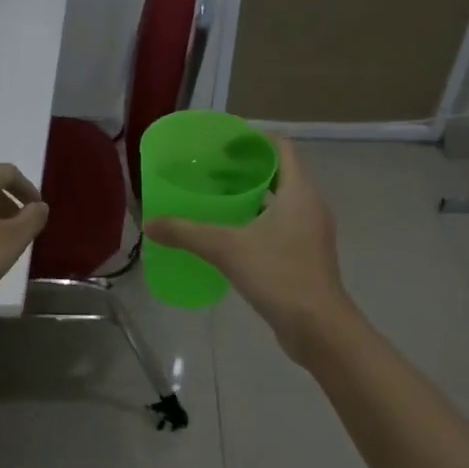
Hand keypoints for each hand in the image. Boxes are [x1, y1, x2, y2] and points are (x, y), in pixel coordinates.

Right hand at [145, 137, 353, 359]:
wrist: (318, 327)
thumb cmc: (279, 275)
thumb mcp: (227, 249)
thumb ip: (187, 233)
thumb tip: (150, 223)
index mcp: (299, 192)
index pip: (281, 147)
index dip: (253, 140)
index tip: (223, 144)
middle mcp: (310, 206)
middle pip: (280, 173)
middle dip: (247, 169)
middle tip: (211, 171)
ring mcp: (311, 233)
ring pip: (281, 202)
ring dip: (253, 197)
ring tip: (217, 199)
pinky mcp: (307, 256)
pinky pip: (282, 226)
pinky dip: (259, 222)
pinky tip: (231, 235)